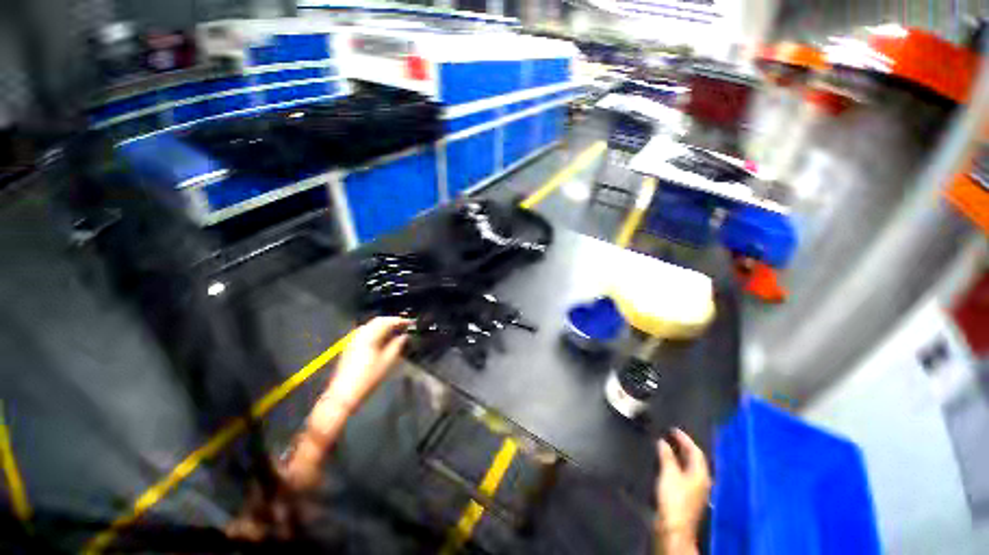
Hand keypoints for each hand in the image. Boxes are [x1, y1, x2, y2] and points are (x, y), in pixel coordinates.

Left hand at [324, 317, 411, 411]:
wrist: (345, 393)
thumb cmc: (369, 377)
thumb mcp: (388, 361)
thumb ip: (398, 344)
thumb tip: (404, 335)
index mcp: (369, 335)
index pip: (387, 321)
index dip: (400, 321)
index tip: (411, 323)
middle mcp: (360, 333)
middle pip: (378, 321)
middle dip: (392, 322)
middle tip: (404, 326)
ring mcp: (353, 339)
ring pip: (371, 325)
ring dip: (384, 326)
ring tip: (396, 332)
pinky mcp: (351, 345)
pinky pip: (366, 331)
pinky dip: (376, 331)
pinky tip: (383, 338)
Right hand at [654, 429, 710, 553]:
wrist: (673, 527)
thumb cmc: (673, 498)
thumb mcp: (668, 473)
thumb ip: (666, 456)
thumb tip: (662, 441)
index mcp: (700, 474)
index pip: (696, 451)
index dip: (685, 439)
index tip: (673, 429)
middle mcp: (702, 481)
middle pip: (695, 460)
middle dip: (683, 447)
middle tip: (670, 436)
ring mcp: (696, 491)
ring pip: (689, 468)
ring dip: (680, 456)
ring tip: (667, 447)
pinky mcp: (687, 497)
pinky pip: (684, 475)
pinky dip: (677, 466)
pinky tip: (667, 465)